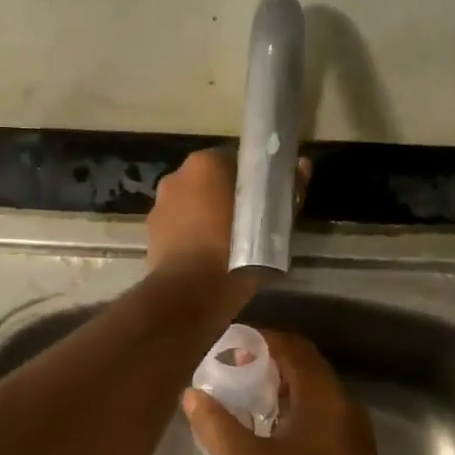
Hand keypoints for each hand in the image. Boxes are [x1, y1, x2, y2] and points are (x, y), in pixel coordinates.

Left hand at [147, 147, 309, 306]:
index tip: (263, 200)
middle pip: (208, 182)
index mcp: (205, 163)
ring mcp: (160, 205)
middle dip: (224, 196)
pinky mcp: (151, 233)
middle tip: (249, 222)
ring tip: (228, 242)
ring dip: (206, 216)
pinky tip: (208, 255)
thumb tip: (302, 165)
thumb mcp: (273, 223)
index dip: (250, 181)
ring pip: (191, 204)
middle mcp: (177, 176)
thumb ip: (288, 190)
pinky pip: (178, 227)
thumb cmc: (237, 251)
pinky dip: (191, 235)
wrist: (192, 293)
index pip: (233, 162)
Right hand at [182, 331, 393, 454]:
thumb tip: (192, 394)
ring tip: (247, 401)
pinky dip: (296, 411)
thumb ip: (216, 425)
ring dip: (283, 389)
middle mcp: (344, 404)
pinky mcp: (355, 454)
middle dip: (269, 363)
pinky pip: (323, 416)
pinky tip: (273, 435)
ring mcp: (354, 430)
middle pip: (306, 367)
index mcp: (322, 396)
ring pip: (316, 393)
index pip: (293, 347)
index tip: (230, 346)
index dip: (262, 340)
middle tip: (233, 372)